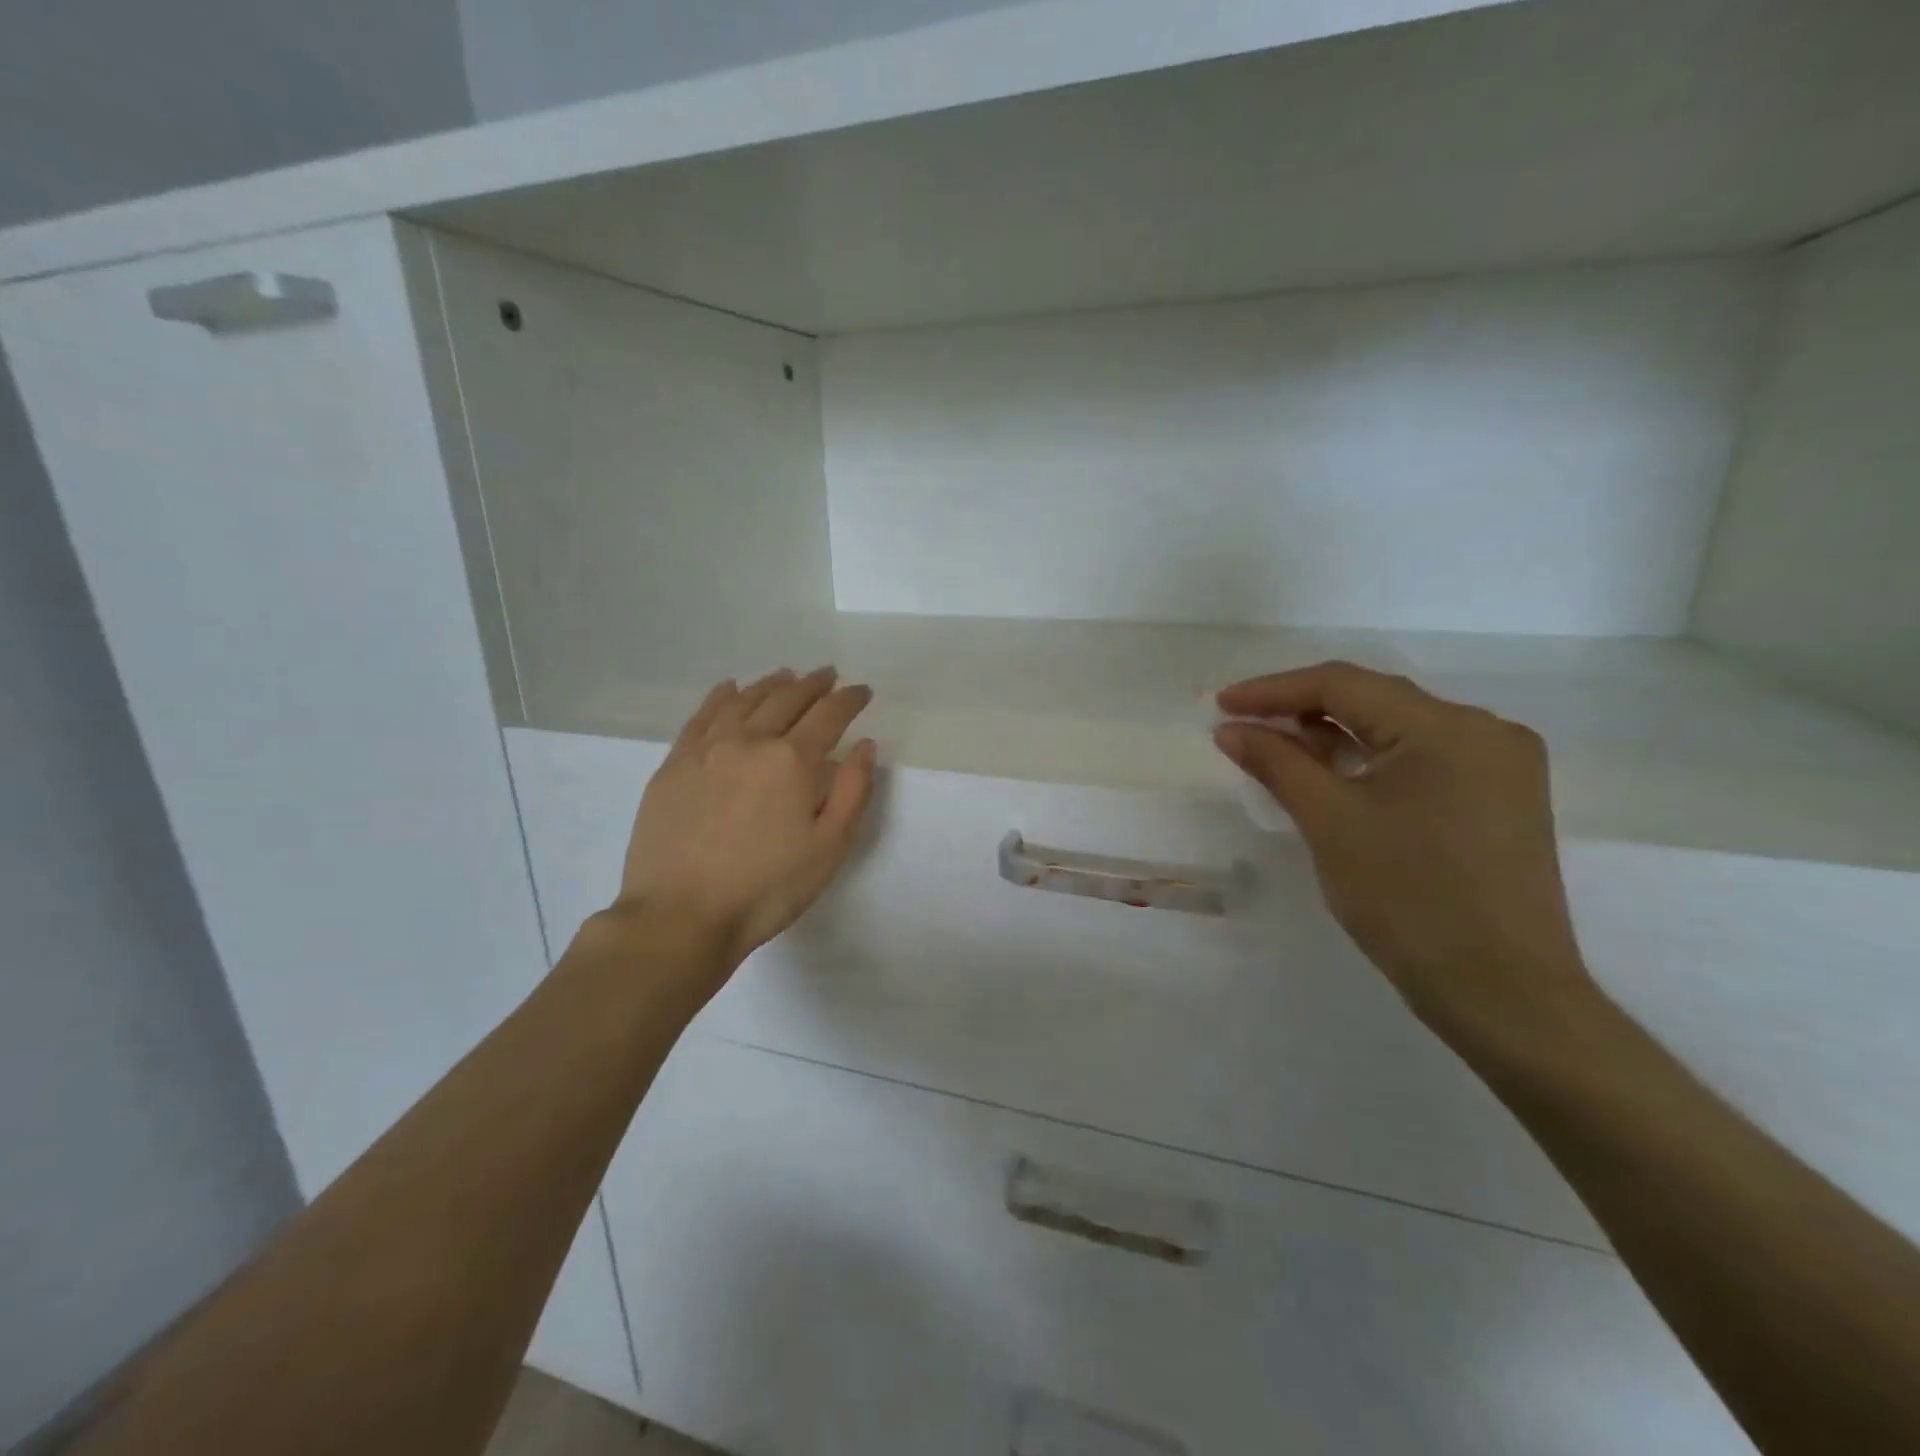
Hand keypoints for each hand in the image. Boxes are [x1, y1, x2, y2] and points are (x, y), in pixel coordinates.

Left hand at [612, 667, 876, 981]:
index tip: (862, 691)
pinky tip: (730, 689)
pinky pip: (702, 716)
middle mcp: (750, 741)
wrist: (680, 916)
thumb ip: (854, 791)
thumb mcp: (829, 848)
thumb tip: (864, 745)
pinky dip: (722, 696)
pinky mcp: (675, 763)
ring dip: (771, 684)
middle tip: (828, 675)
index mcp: (792, 761)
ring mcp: (707, 749)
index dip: (849, 699)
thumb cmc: (766, 889)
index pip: (828, 715)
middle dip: (813, 684)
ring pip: (745, 700)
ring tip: (786, 676)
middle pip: (787, 699)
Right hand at [1214, 662, 1601, 1050]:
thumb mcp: (1330, 822)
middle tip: (1243, 726)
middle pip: (1374, 701)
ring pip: (1398, 730)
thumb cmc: (1408, 899)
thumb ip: (1277, 763)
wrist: (1501, 992)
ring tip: (1278, 750)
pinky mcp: (1500, 799)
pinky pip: (1422, 759)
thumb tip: (1230, 728)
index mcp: (1448, 727)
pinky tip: (1333, 775)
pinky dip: (1370, 761)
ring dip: (1334, 736)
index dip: (1274, 690)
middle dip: (1302, 710)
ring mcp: (1501, 766)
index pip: (1344, 684)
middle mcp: (1485, 730)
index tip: (1221, 705)